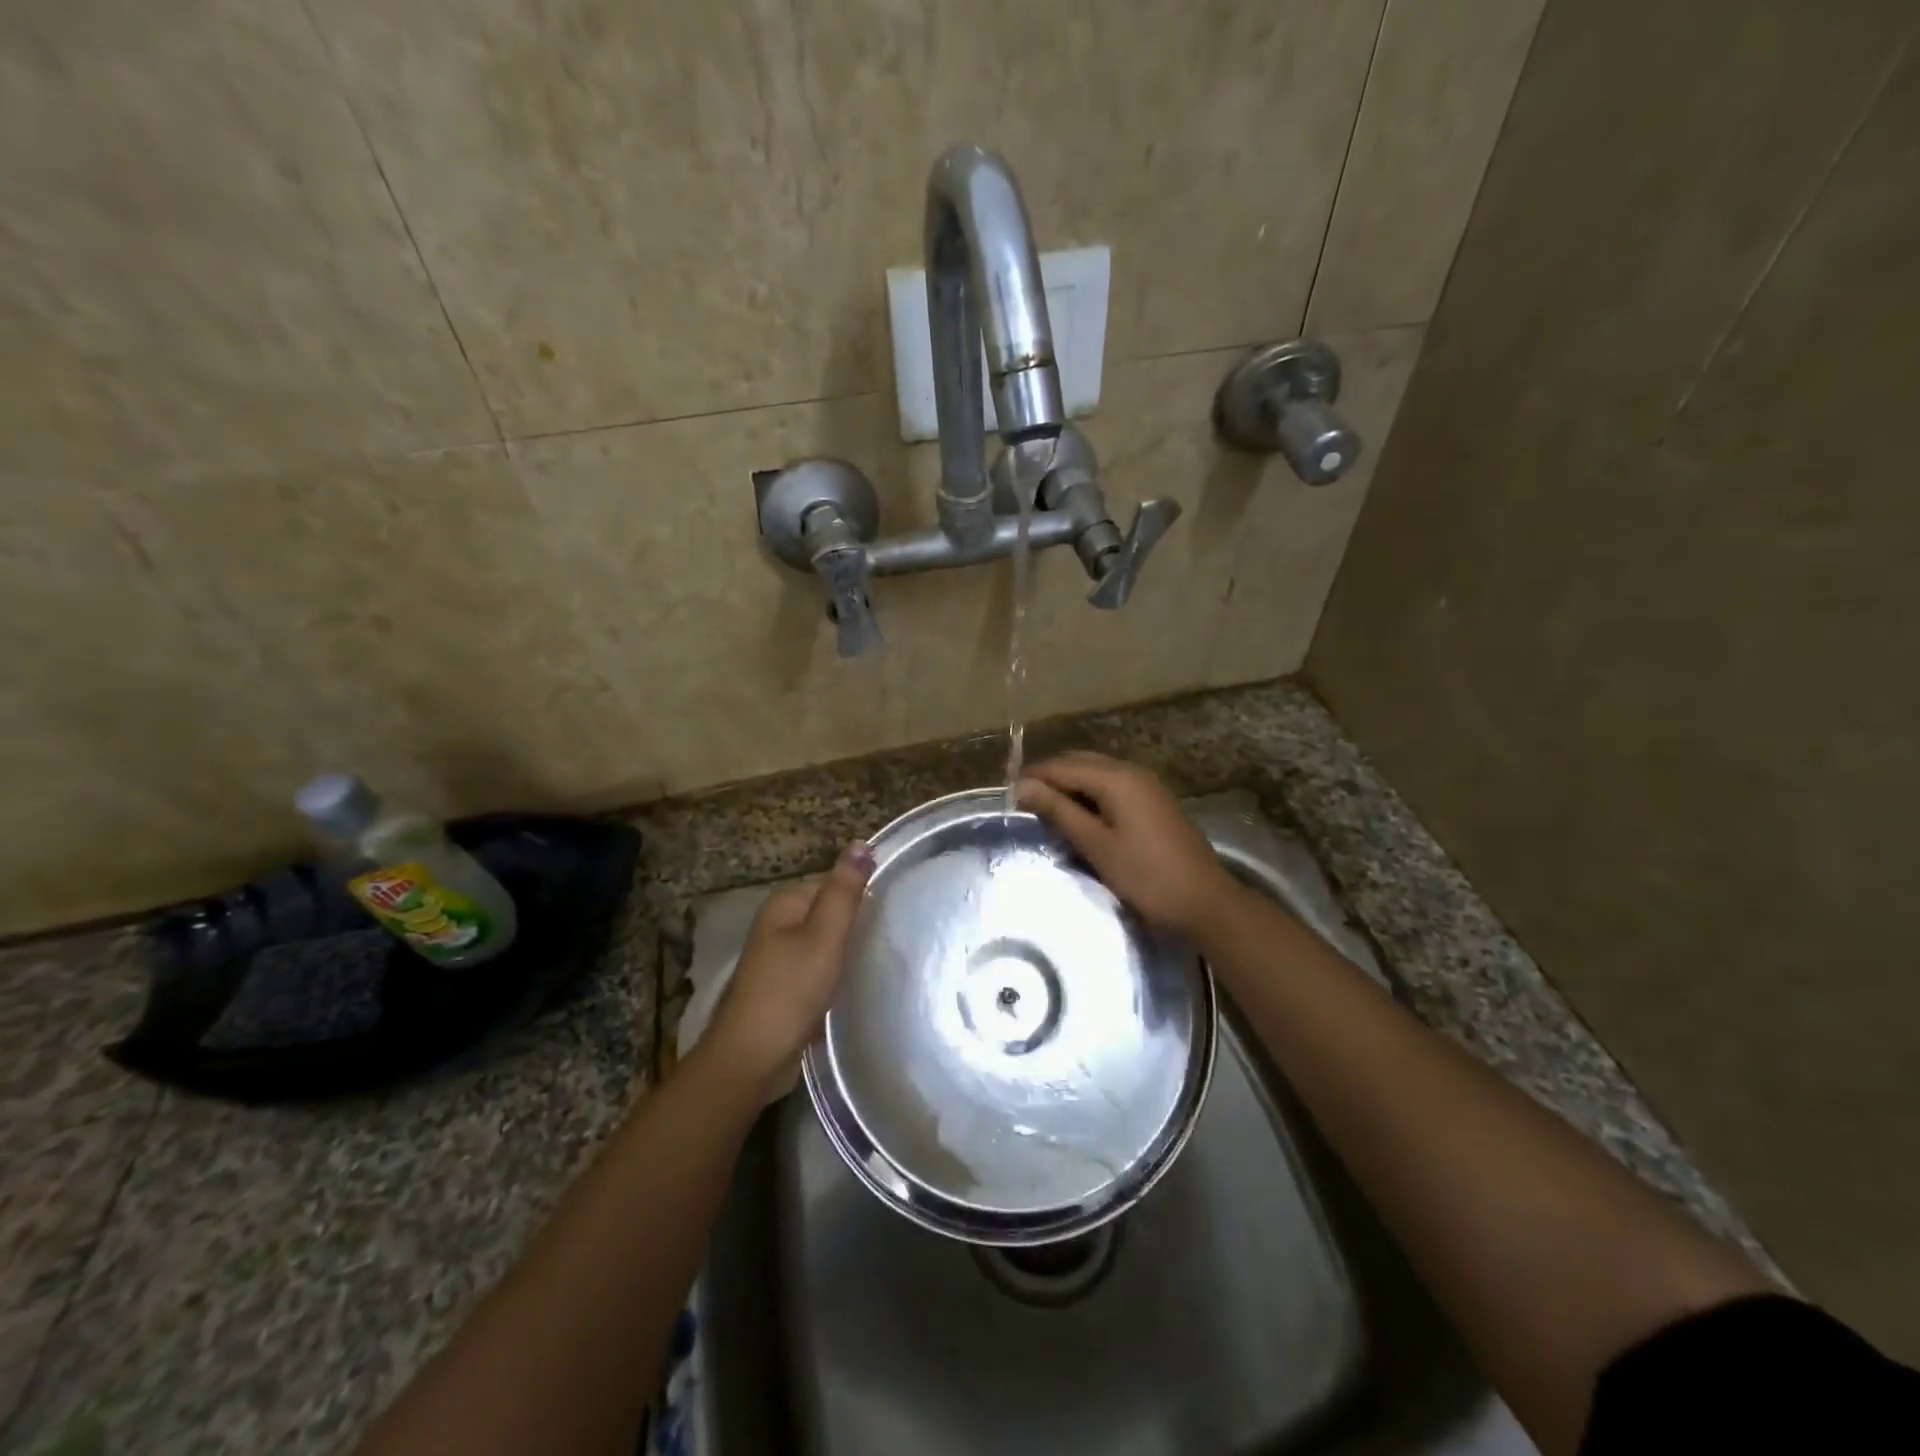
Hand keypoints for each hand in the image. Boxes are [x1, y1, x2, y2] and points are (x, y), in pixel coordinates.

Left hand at [705, 841, 873, 1092]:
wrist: (752, 1056)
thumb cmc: (791, 989)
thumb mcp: (825, 935)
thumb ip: (844, 890)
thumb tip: (861, 842)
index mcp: (785, 902)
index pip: (834, 882)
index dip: (863, 895)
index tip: (894, 912)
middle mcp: (778, 923)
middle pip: (830, 912)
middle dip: (856, 925)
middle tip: (891, 939)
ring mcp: (778, 957)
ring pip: (826, 943)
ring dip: (848, 952)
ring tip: (880, 962)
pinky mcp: (784, 986)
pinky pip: (819, 969)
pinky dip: (836, 975)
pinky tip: (855, 986)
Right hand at [1017, 752, 1238, 937]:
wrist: (1206, 903)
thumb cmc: (1147, 877)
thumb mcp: (1096, 845)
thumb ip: (1059, 811)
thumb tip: (1022, 786)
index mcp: (1116, 778)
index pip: (1062, 767)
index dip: (1032, 777)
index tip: (1005, 792)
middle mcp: (1132, 772)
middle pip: (1080, 762)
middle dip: (1049, 776)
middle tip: (1021, 799)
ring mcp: (1147, 786)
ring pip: (1097, 773)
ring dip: (1069, 785)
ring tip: (1043, 808)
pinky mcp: (1154, 802)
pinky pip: (1112, 786)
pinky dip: (1089, 793)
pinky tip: (1077, 815)